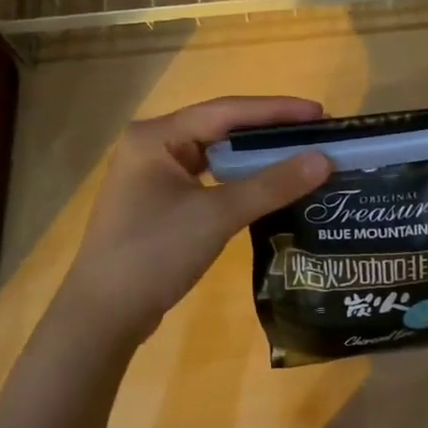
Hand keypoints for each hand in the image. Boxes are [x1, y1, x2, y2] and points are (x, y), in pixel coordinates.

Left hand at [55, 97, 330, 343]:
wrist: (103, 316)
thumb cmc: (154, 254)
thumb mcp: (217, 215)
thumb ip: (271, 185)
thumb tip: (324, 160)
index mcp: (156, 136)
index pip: (226, 111)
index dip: (276, 111)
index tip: (320, 113)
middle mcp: (151, 146)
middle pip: (221, 129)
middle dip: (268, 132)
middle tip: (316, 134)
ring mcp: (153, 176)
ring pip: (215, 155)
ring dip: (255, 158)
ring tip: (299, 156)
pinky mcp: (159, 203)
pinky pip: (208, 179)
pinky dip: (239, 181)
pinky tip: (267, 187)